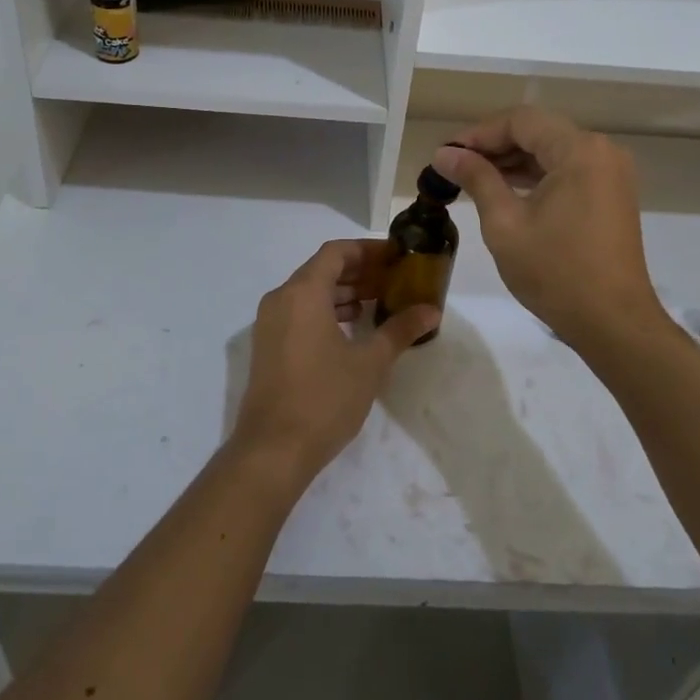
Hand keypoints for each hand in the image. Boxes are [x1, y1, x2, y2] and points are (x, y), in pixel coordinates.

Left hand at [231, 240, 439, 488]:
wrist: (273, 450)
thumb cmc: (324, 398)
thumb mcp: (369, 363)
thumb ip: (400, 330)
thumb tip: (431, 310)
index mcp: (303, 292)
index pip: (336, 252)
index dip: (367, 250)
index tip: (396, 257)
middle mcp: (281, 298)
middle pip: (322, 269)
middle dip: (358, 271)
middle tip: (393, 280)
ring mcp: (269, 323)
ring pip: (309, 292)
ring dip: (343, 292)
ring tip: (378, 302)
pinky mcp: (268, 346)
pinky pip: (299, 312)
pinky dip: (325, 311)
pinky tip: (352, 329)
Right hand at [432, 107, 663, 350]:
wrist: (613, 323)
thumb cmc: (556, 272)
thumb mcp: (505, 223)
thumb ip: (476, 178)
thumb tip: (444, 153)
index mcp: (579, 151)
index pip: (521, 121)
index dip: (479, 133)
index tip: (447, 154)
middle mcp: (601, 151)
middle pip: (539, 131)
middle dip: (495, 145)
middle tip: (456, 166)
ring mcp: (611, 173)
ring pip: (552, 151)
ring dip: (514, 161)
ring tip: (473, 178)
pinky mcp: (612, 195)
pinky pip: (568, 170)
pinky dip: (536, 176)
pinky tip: (506, 191)